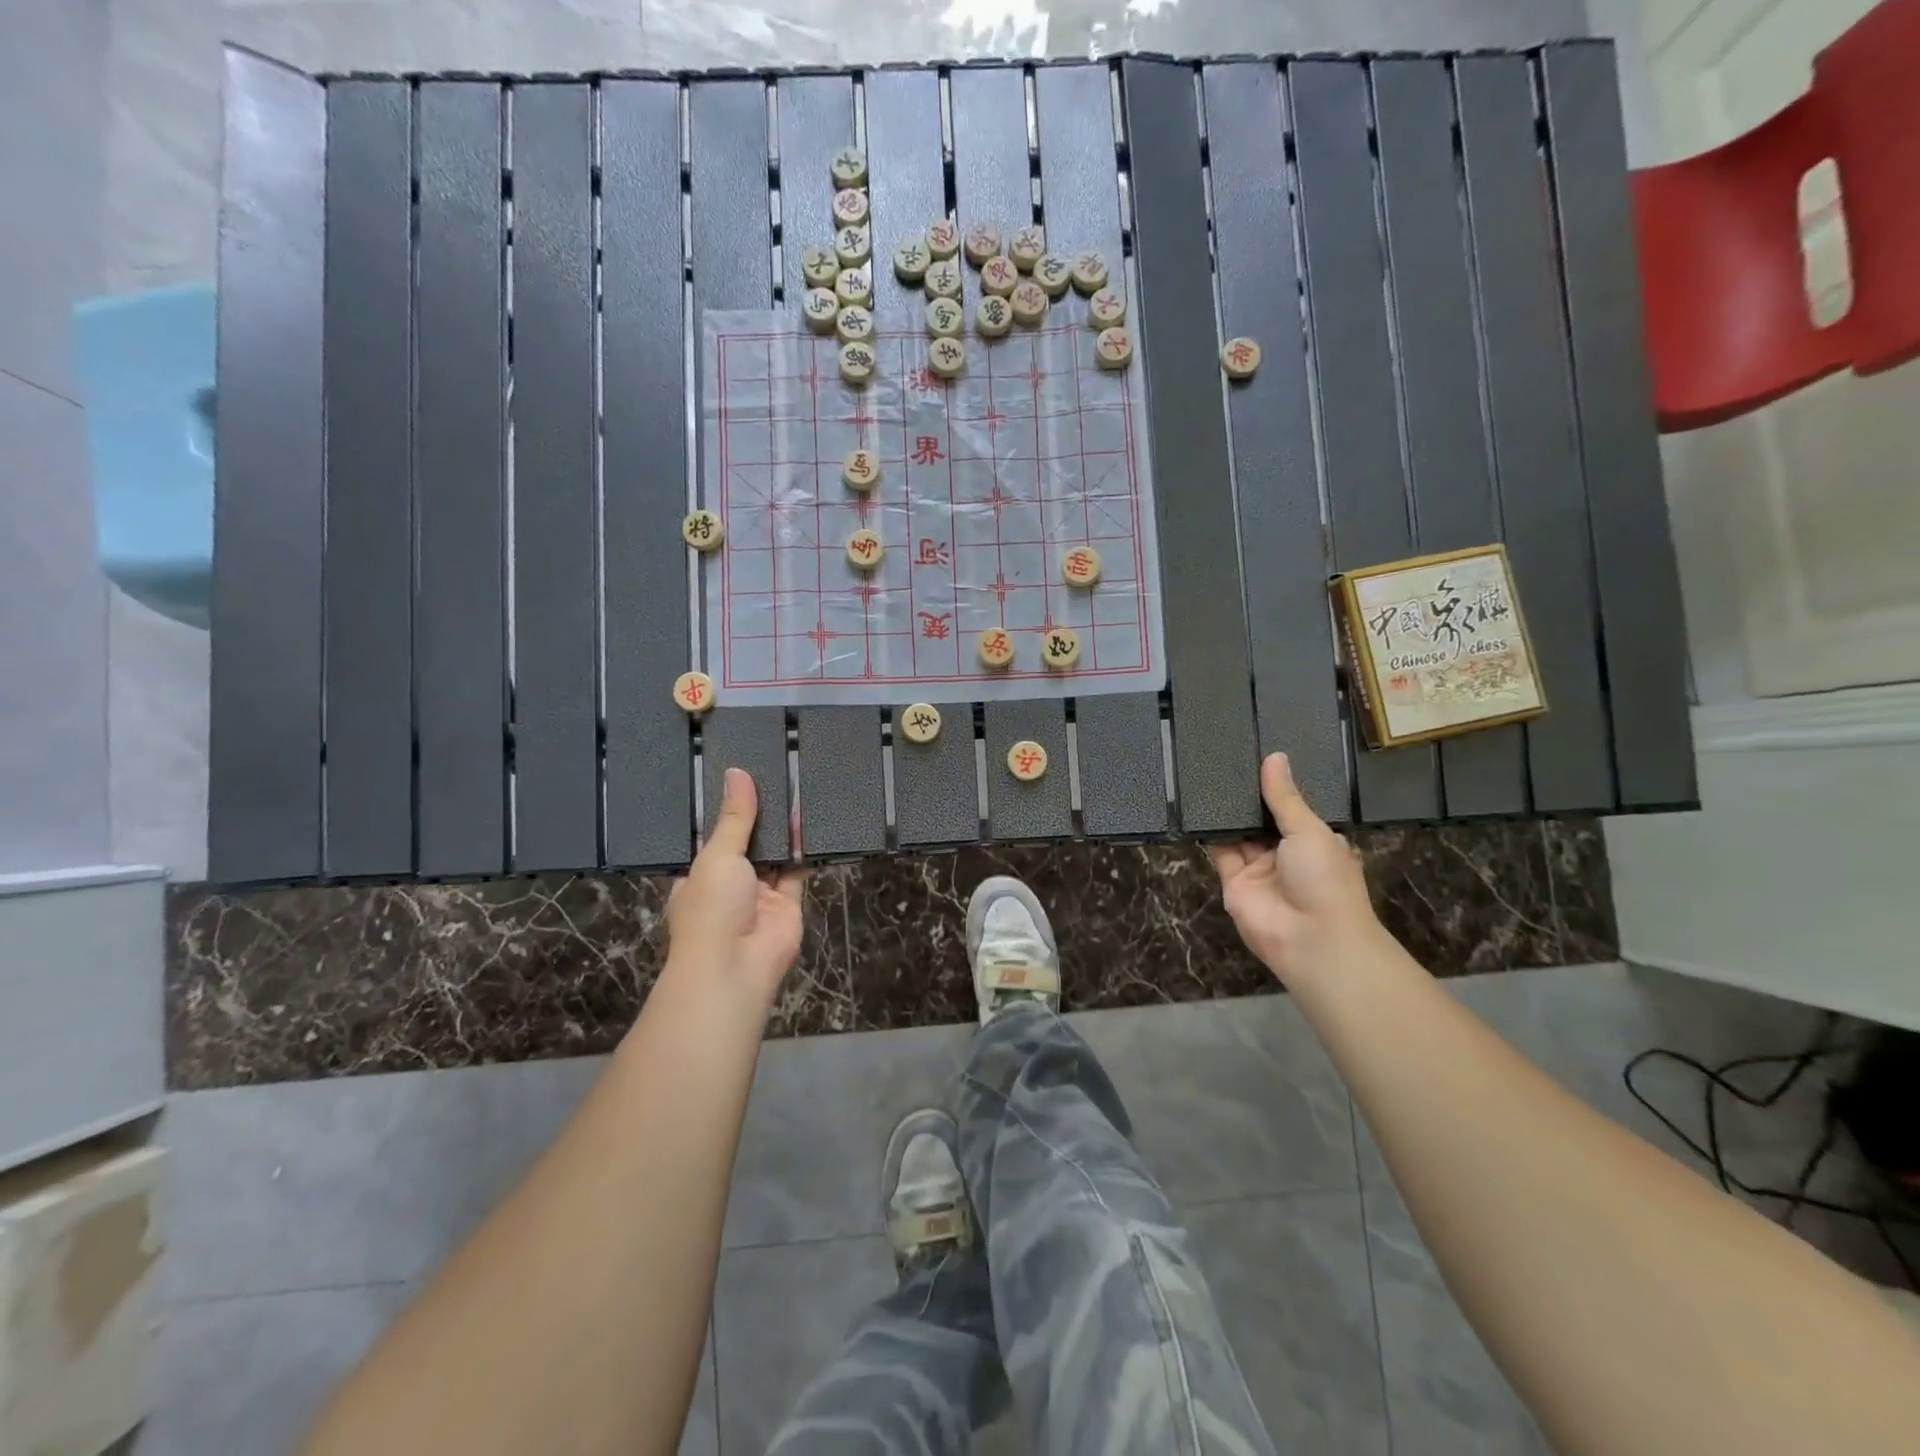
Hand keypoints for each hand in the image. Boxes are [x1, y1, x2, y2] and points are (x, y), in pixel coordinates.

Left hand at [665, 768, 804, 1003]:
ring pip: (774, 855)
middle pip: (746, 843)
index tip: (742, 777)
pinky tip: (810, 819)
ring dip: (783, 830)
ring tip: (794, 788)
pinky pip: (797, 871)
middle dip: (759, 817)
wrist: (735, 967)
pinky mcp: (788, 904)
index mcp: (699, 874)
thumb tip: (737, 773)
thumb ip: (734, 817)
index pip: (713, 836)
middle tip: (775, 775)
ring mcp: (759, 895)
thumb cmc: (712, 908)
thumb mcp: (717, 855)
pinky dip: (803, 849)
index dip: (727, 810)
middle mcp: (729, 883)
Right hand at [1210, 753, 1382, 987]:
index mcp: (1314, 840)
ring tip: (1207, 772)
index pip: (1291, 808)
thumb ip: (1285, 797)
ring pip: (1239, 832)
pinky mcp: (1233, 881)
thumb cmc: (1324, 879)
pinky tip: (1197, 803)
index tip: (1258, 756)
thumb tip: (1274, 758)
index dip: (1276, 786)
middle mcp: (1285, 853)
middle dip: (1248, 796)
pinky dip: (1210, 832)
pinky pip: (1219, 851)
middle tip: (1225, 758)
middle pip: (1262, 819)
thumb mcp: (1310, 830)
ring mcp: (1258, 868)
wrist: (1312, 939)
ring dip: (1228, 811)